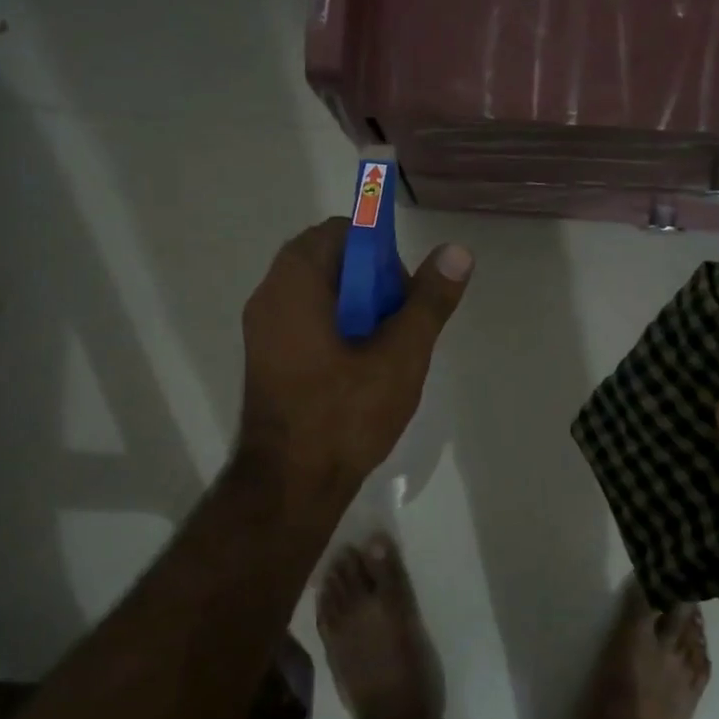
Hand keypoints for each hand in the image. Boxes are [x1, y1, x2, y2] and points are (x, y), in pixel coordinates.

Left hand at [237, 218, 471, 503]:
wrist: (290, 485)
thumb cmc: (344, 415)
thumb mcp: (400, 356)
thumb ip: (429, 301)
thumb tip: (457, 252)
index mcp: (295, 284)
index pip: (339, 232)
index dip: (378, 252)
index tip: (400, 292)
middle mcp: (269, 297)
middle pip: (327, 262)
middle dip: (371, 283)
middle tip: (397, 325)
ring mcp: (261, 330)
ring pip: (317, 294)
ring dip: (356, 308)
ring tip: (384, 350)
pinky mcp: (265, 359)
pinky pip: (304, 322)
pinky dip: (335, 329)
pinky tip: (359, 370)